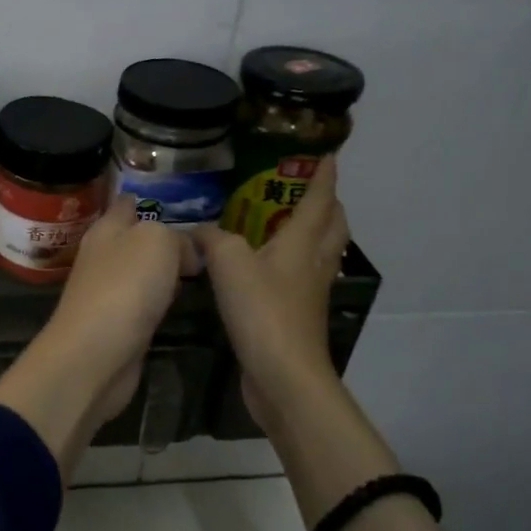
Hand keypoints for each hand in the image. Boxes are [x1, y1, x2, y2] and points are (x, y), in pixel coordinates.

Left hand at [0, 196, 199, 477]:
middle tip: (204, 238)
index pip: (127, 203)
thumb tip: (186, 252)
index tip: (179, 200)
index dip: (149, 198)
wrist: (96, 355)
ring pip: (142, 270)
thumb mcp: (157, 241)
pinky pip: (145, 302)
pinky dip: (161, 299)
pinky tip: (181, 301)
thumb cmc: (124, 287)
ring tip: (201, 266)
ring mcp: (109, 292)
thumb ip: (176, 236)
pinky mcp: (118, 324)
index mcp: (106, 229)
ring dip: (164, 269)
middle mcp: (104, 256)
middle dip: (163, 236)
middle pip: (136, 238)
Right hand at [191, 156, 350, 431]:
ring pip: (323, 252)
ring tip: (291, 223)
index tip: (328, 156)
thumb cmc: (262, 310)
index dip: (323, 176)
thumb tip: (197, 230)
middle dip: (328, 204)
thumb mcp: (229, 263)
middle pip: (333, 226)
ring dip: (316, 233)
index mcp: (302, 242)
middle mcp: (314, 263)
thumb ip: (212, 238)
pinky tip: (270, 267)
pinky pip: (304, 277)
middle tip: (309, 190)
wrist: (283, 374)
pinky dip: (295, 262)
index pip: (318, 200)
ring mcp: (309, 292)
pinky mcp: (298, 316)